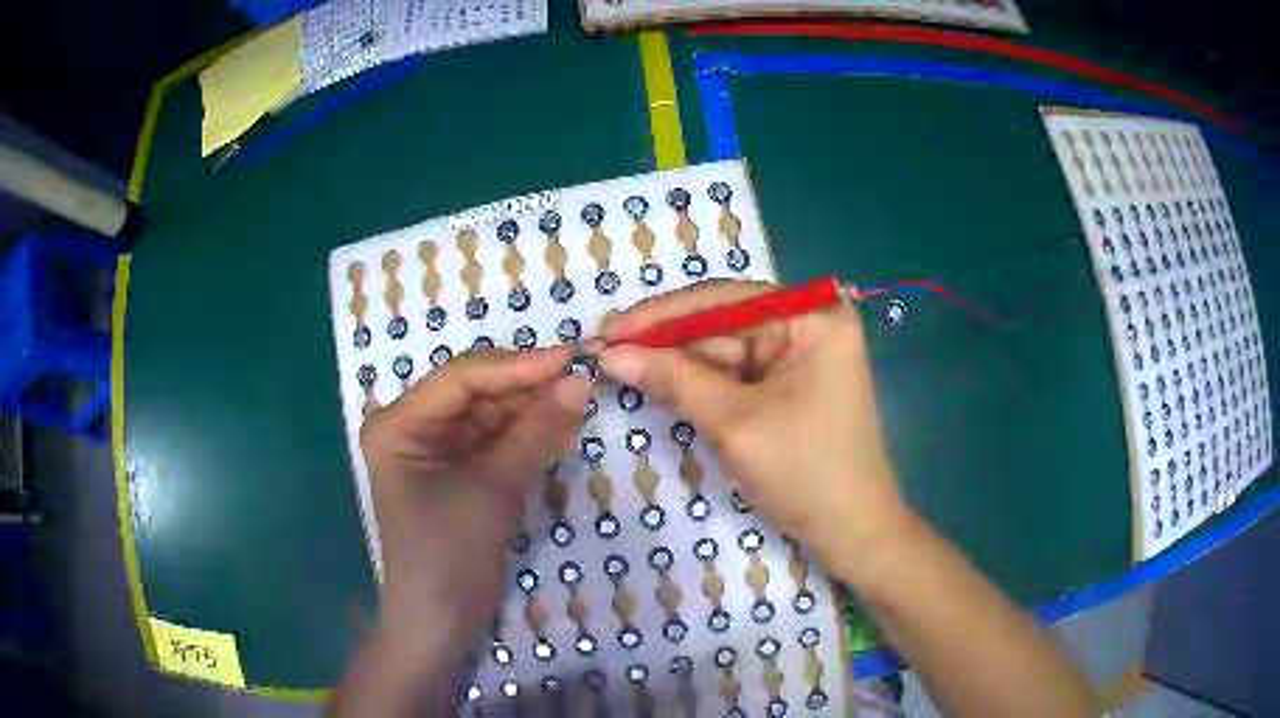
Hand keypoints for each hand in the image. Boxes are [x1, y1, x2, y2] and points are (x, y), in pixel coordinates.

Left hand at [359, 347, 590, 652]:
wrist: (441, 621)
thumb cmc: (448, 554)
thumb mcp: (493, 489)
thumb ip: (536, 432)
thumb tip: (580, 381)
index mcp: (398, 424)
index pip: (460, 378)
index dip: (516, 365)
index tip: (569, 358)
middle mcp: (414, 426)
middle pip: (476, 391)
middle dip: (527, 385)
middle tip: (581, 376)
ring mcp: (438, 449)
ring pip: (491, 413)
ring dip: (532, 407)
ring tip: (579, 396)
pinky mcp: (461, 470)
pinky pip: (498, 439)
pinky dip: (529, 433)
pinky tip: (562, 424)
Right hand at [598, 280, 911, 582]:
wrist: (853, 532)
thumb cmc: (805, 473)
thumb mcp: (734, 423)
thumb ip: (674, 379)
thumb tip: (611, 354)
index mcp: (812, 318)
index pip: (723, 300)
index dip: (660, 315)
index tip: (607, 330)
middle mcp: (809, 324)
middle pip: (723, 323)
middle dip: (666, 341)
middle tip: (604, 353)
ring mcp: (802, 355)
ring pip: (726, 351)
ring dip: (678, 364)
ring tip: (620, 368)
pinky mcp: (793, 384)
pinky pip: (738, 375)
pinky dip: (701, 383)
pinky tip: (661, 384)